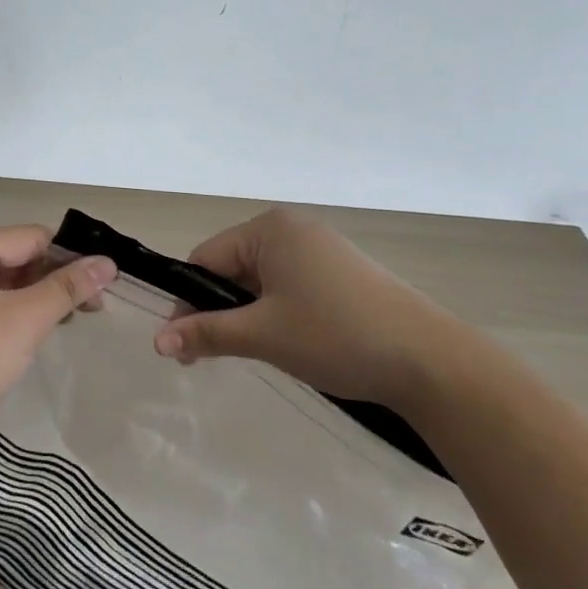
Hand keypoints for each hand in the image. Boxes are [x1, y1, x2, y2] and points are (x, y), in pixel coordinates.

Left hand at [0, 226, 113, 469]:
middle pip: (20, 257)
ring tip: (77, 318)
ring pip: (9, 284)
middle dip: (57, 279)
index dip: (71, 257)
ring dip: (42, 298)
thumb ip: (67, 288)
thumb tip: (108, 263)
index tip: (109, 281)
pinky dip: (21, 314)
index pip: (31, 238)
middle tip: (98, 306)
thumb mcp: (23, 320)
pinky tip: (45, 330)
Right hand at [153, 207, 467, 407]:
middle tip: (209, 356)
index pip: (206, 259)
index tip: (180, 347)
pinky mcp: (342, 270)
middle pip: (233, 267)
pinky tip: (287, 341)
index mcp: (269, 228)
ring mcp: (321, 247)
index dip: (187, 302)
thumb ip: (207, 333)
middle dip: (218, 309)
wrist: (431, 360)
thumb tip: (156, 341)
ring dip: (247, 313)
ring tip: (250, 351)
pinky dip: (277, 310)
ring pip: (262, 279)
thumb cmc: (336, 336)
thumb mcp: (264, 335)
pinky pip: (290, 284)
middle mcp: (292, 227)